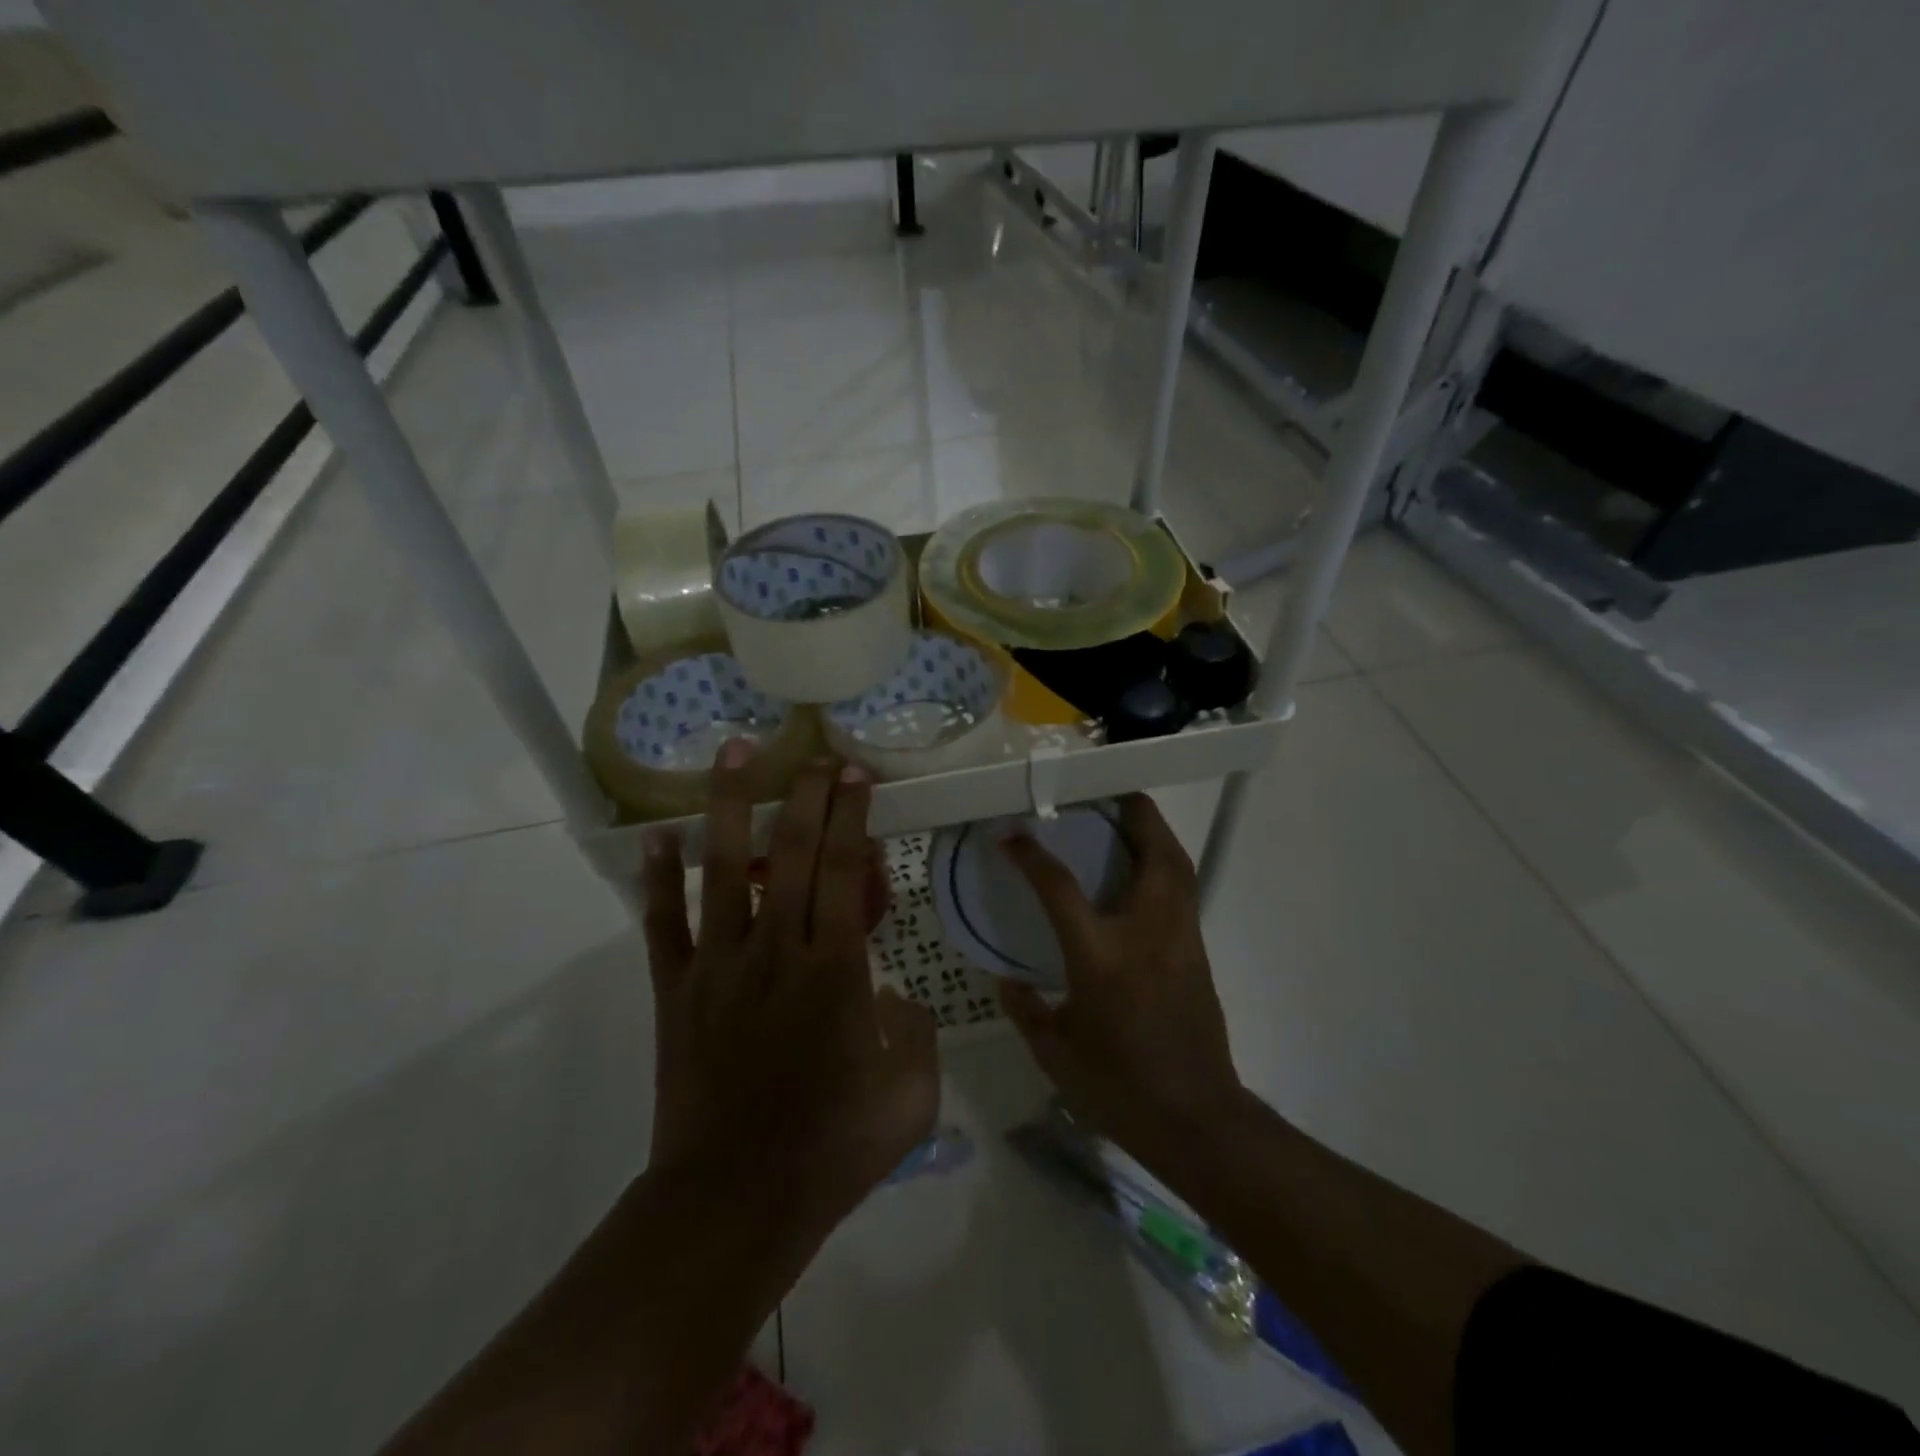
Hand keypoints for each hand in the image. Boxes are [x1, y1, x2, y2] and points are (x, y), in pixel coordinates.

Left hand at [640, 746, 938, 1245]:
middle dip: (807, 795)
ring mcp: (719, 966)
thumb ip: (916, 1033)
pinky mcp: (677, 992)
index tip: (856, 774)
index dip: (853, 815)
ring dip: (730, 807)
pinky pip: (663, 924)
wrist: (734, 1203)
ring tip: (735, 754)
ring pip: (723, 869)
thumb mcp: (911, 1096)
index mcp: (836, 968)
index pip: (847, 869)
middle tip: (814, 755)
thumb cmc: (831, 1150)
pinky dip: (658, 878)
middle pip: (792, 852)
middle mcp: (777, 949)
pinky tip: (657, 837)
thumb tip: (895, 998)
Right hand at [998, 793, 1246, 1179]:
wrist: (1197, 1120)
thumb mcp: (1056, 1055)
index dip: (1032, 855)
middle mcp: (1147, 934)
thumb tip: (1007, 979)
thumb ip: (1026, 1010)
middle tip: (1108, 790)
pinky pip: (1183, 890)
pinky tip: (1142, 872)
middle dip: (1133, 812)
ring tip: (1128, 818)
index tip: (1011, 835)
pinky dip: (1164, 864)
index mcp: (1102, 957)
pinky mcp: (1198, 952)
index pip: (1060, 888)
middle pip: (1152, 852)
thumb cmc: (1119, 1088)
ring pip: (1178, 866)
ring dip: (1154, 832)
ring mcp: (1181, 940)